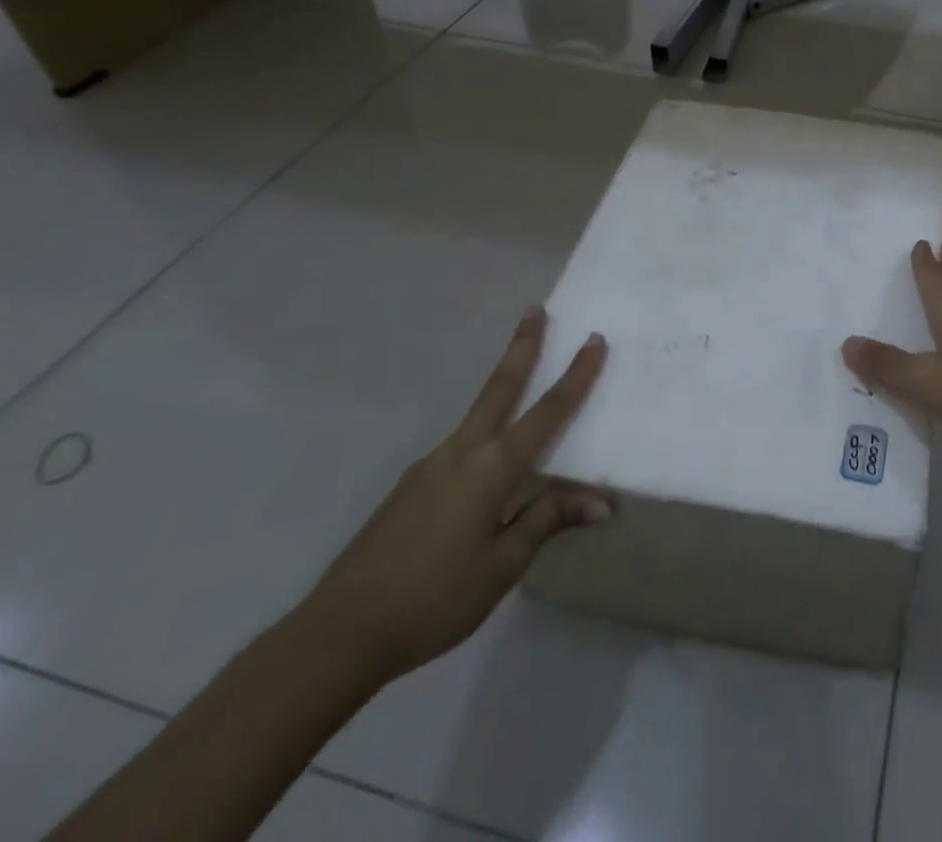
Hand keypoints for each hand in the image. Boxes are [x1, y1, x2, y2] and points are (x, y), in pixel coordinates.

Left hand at [301, 307, 609, 683]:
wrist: (340, 632)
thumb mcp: (503, 565)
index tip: (593, 339)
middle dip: (521, 346)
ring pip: (478, 414)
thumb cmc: (434, 598)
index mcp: (492, 468)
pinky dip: (484, 435)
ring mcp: (431, 465)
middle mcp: (462, 452)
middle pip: (500, 386)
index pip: (547, 411)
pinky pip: (460, 448)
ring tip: (522, 377)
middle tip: (535, 309)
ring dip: (502, 385)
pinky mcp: (412, 486)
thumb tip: (601, 501)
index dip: (576, 375)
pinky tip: (485, 472)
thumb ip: (547, 520)